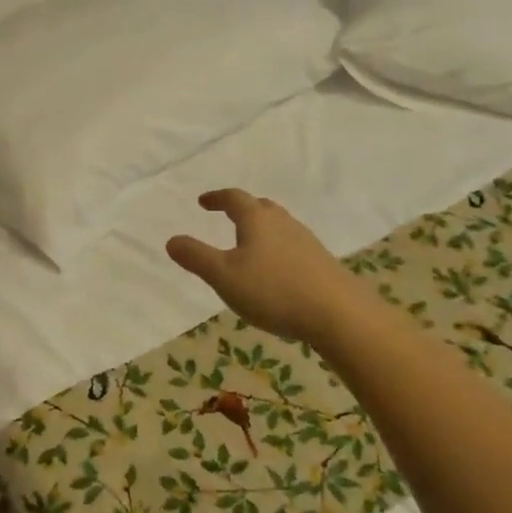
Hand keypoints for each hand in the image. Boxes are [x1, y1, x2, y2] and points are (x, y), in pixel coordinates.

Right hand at [167, 189, 352, 346]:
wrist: (340, 314)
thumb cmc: (274, 290)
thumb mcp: (224, 276)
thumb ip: (196, 257)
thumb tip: (172, 240)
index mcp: (257, 220)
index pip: (234, 199)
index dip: (217, 198)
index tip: (203, 201)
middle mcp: (283, 223)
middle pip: (261, 207)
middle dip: (242, 209)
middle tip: (228, 215)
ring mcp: (307, 242)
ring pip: (279, 226)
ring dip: (262, 229)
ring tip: (250, 244)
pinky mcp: (322, 263)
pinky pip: (293, 246)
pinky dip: (277, 249)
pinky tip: (276, 271)